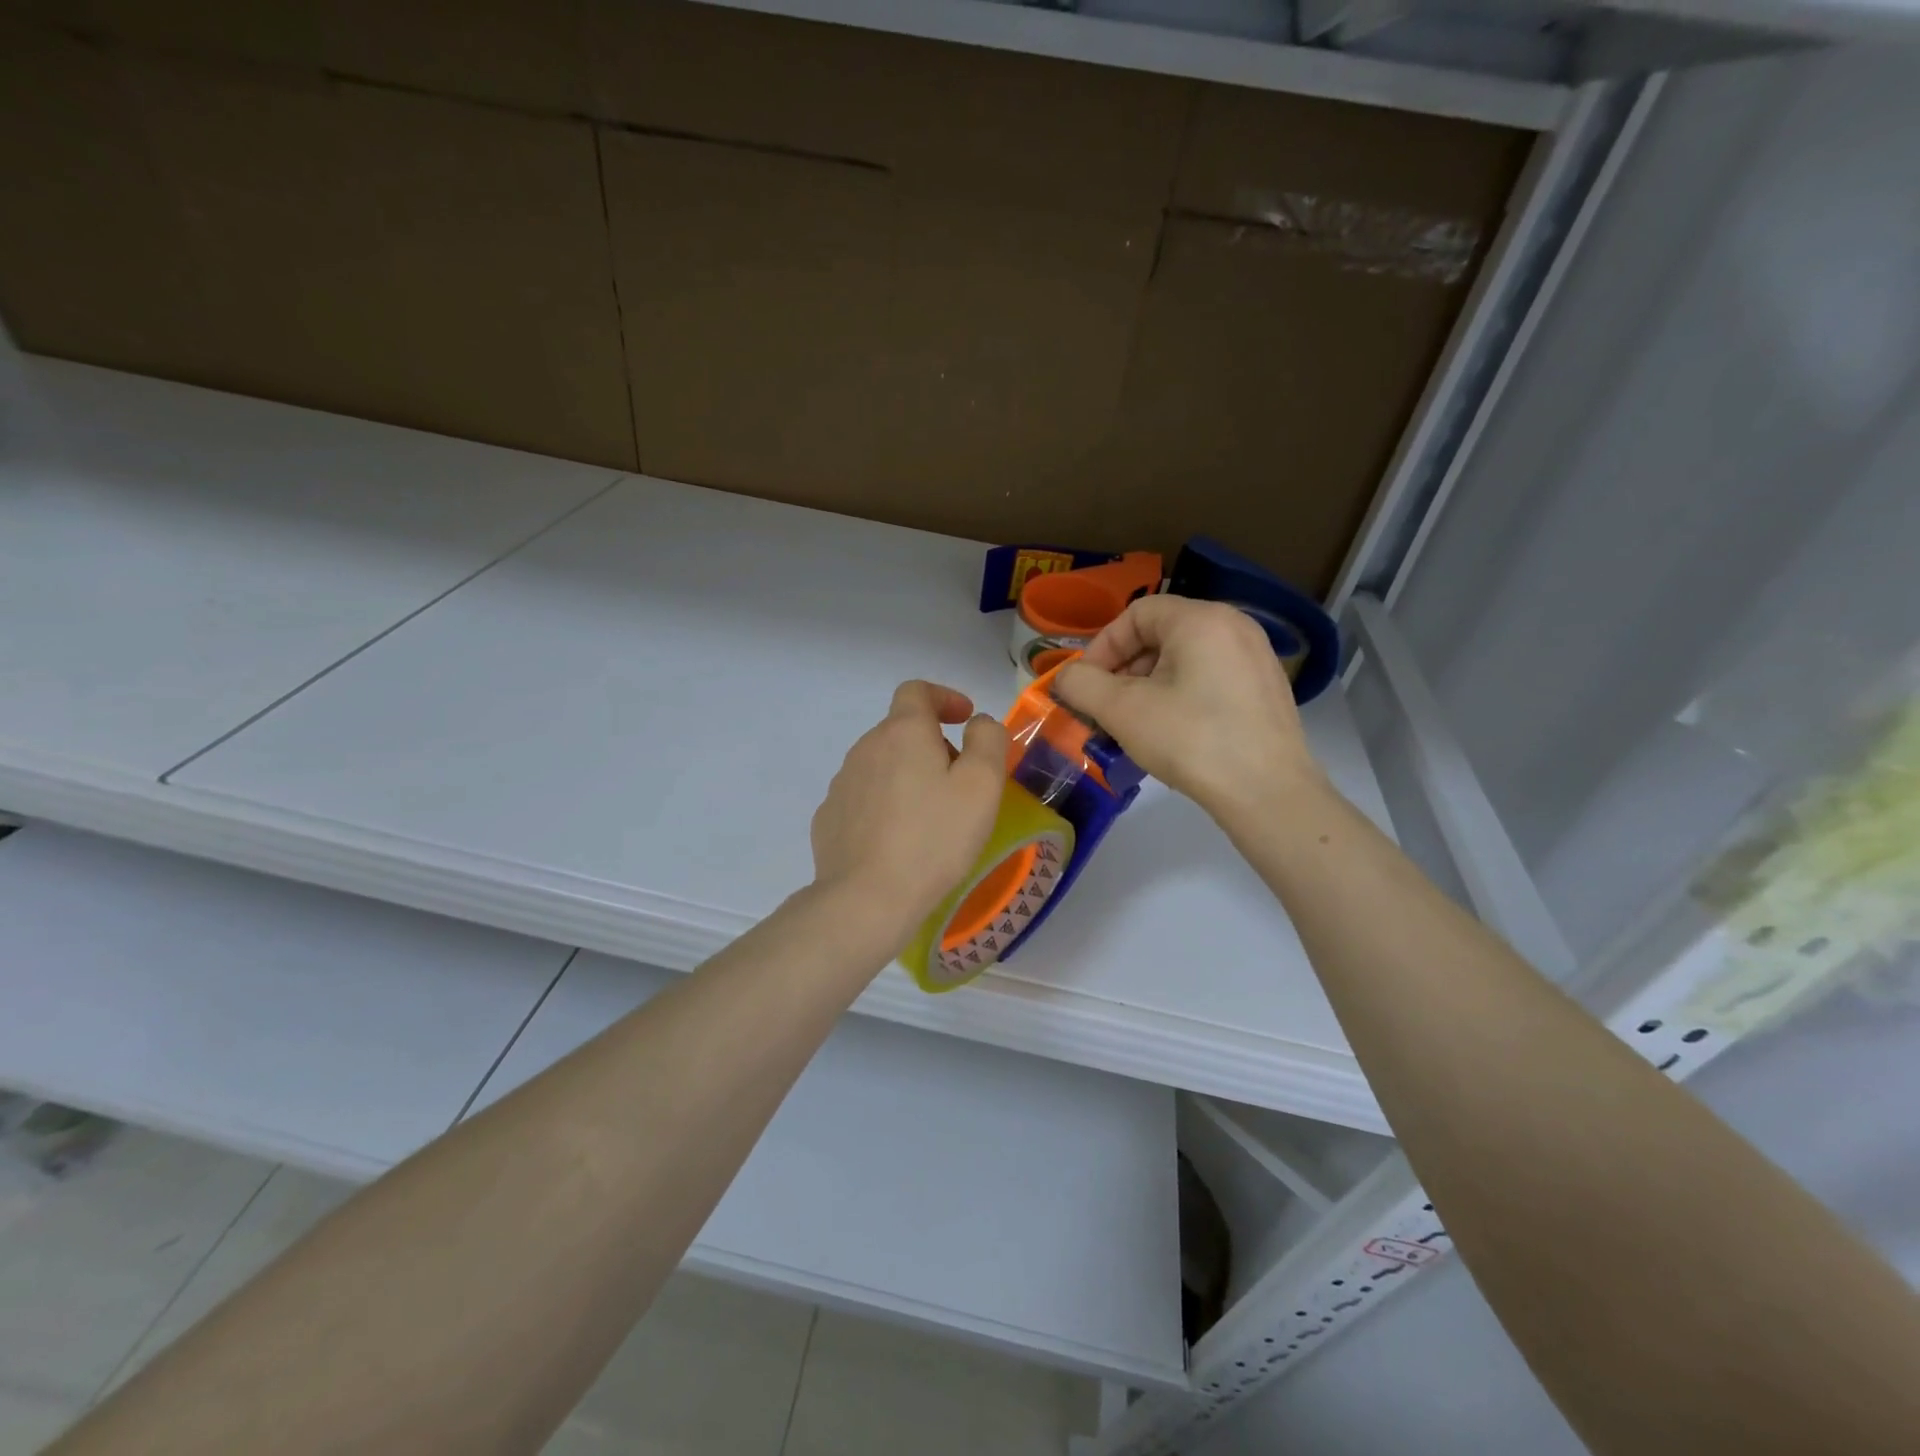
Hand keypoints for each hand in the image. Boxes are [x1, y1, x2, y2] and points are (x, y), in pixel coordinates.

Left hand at [809, 681, 1009, 952]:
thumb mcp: (982, 785)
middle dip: (932, 745)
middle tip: (960, 784)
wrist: (867, 898)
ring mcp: (842, 784)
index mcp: (902, 732)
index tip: (964, 720)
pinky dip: (885, 805)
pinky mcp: (829, 818)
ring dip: (907, 776)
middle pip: (901, 731)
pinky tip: (899, 841)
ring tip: (931, 818)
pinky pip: (864, 798)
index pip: (917, 691)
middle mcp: (865, 748)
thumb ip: (988, 740)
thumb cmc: (934, 838)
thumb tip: (977, 723)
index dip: (944, 697)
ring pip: (882, 765)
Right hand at [1054, 595, 1322, 818]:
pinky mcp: (1266, 689)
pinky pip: (1210, 678)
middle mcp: (1234, 626)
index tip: (1086, 685)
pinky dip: (1180, 695)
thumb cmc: (1191, 741)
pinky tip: (1172, 733)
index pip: (1136, 614)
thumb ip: (1082, 685)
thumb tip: (1066, 677)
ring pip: (1184, 659)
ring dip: (1148, 686)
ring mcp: (1256, 658)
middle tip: (1106, 708)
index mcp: (1202, 619)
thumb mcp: (1123, 711)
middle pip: (1161, 634)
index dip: (1103, 647)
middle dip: (1124, 670)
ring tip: (1134, 725)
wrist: (1268, 793)